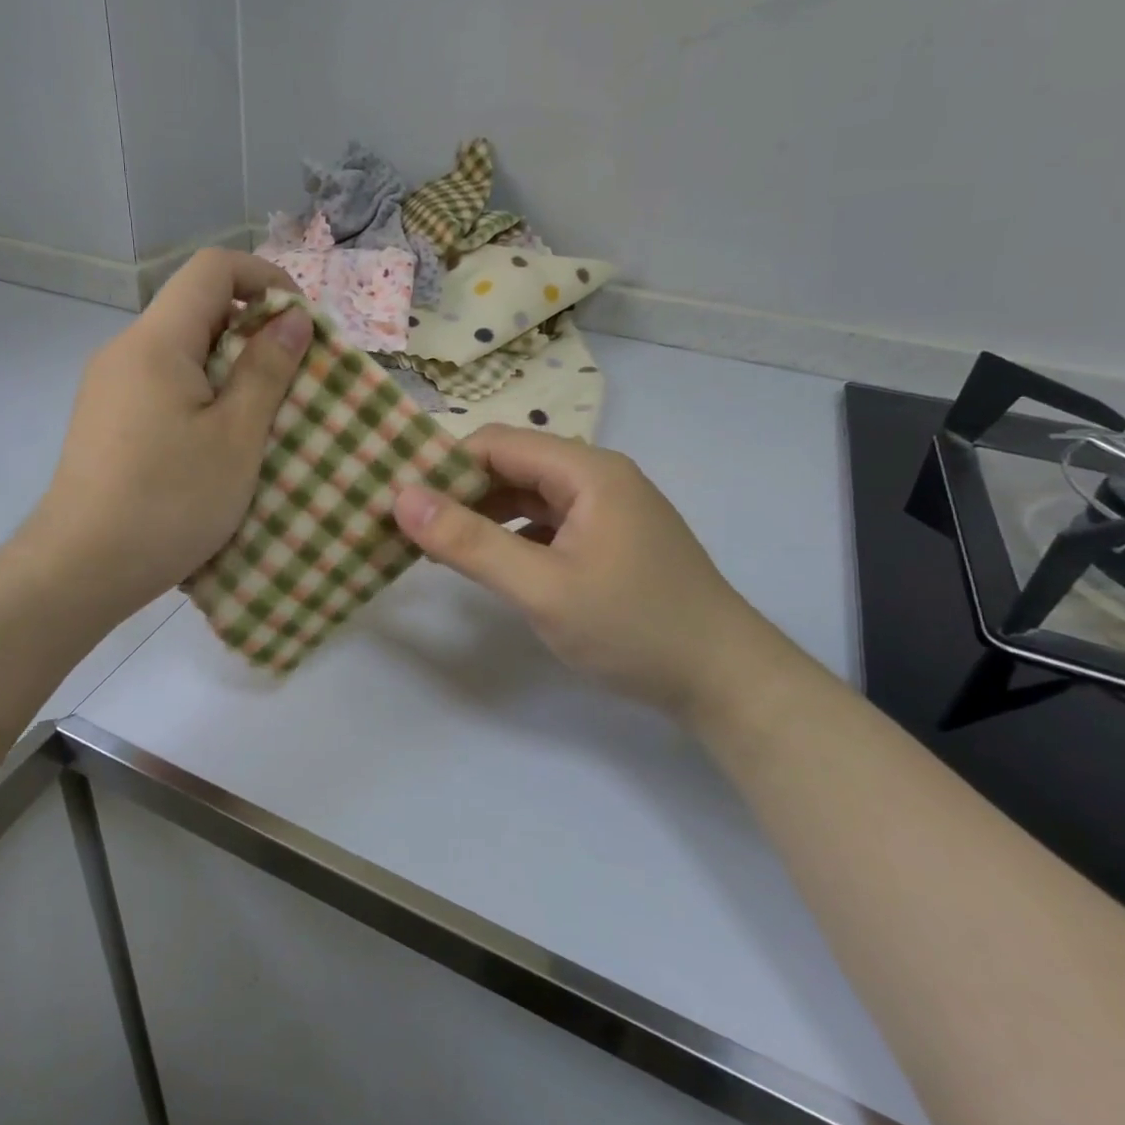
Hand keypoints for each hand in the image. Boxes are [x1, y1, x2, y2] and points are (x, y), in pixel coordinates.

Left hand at [26, 250, 311, 621]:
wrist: (81, 567)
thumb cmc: (170, 501)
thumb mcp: (236, 437)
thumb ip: (267, 369)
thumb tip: (293, 316)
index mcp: (156, 341)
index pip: (212, 268)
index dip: (265, 279)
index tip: (300, 322)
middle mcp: (125, 349)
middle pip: (197, 308)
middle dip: (253, 329)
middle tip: (293, 378)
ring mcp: (109, 385)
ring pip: (181, 350)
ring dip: (229, 367)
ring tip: (262, 416)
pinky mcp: (105, 418)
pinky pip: (162, 382)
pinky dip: (201, 393)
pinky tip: (217, 441)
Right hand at [393, 426, 785, 719]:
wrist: (724, 680)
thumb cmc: (633, 628)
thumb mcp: (542, 588)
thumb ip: (470, 543)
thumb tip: (401, 498)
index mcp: (587, 471)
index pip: (496, 443)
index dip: (444, 465)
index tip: (400, 500)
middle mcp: (596, 477)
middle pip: (511, 466)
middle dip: (458, 492)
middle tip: (408, 527)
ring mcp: (605, 509)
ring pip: (526, 496)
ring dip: (481, 515)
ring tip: (434, 545)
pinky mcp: (607, 540)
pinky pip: (546, 523)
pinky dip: (510, 536)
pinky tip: (485, 562)